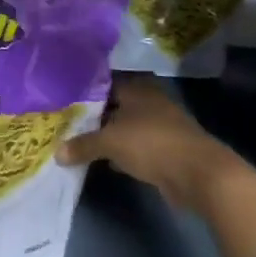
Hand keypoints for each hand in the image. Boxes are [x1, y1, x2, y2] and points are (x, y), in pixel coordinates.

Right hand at [58, 76, 241, 213]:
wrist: (199, 173)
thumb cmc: (152, 144)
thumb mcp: (111, 143)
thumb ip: (83, 145)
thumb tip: (57, 153)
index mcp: (137, 89)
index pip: (105, 82)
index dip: (85, 90)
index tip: (63, 98)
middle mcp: (148, 101)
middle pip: (115, 105)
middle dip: (95, 114)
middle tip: (67, 121)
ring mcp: (159, 125)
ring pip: (125, 126)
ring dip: (109, 134)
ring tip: (80, 141)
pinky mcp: (166, 149)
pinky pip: (136, 146)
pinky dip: (122, 152)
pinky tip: (106, 161)